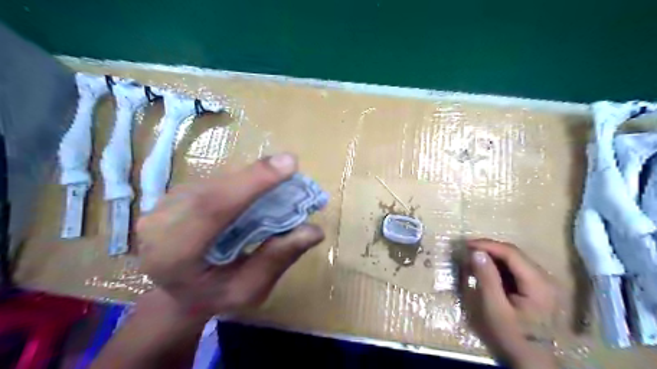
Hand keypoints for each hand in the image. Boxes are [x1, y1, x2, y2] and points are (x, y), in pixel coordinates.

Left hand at [137, 155, 325, 318]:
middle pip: (215, 189)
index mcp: (172, 256)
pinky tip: (258, 187)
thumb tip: (315, 230)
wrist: (176, 293)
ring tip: (281, 179)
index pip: (212, 208)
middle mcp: (158, 224)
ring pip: (216, 180)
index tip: (290, 163)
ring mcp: (162, 205)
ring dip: (251, 177)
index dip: (252, 182)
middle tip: (292, 169)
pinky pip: (214, 181)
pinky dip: (241, 180)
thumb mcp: (248, 290)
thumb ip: (277, 260)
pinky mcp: (174, 194)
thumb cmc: (213, 297)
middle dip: (257, 177)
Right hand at [458, 238, 555, 367]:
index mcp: (538, 283)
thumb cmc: (513, 337)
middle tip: (466, 251)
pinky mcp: (538, 288)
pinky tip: (486, 271)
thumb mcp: (495, 309)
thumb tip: (476, 252)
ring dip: (492, 257)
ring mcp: (544, 283)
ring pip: (514, 260)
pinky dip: (499, 267)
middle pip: (514, 254)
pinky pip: (516, 270)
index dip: (487, 245)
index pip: (511, 253)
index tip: (465, 244)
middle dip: (488, 250)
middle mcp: (546, 278)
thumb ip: (486, 279)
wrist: (533, 361)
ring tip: (472, 259)